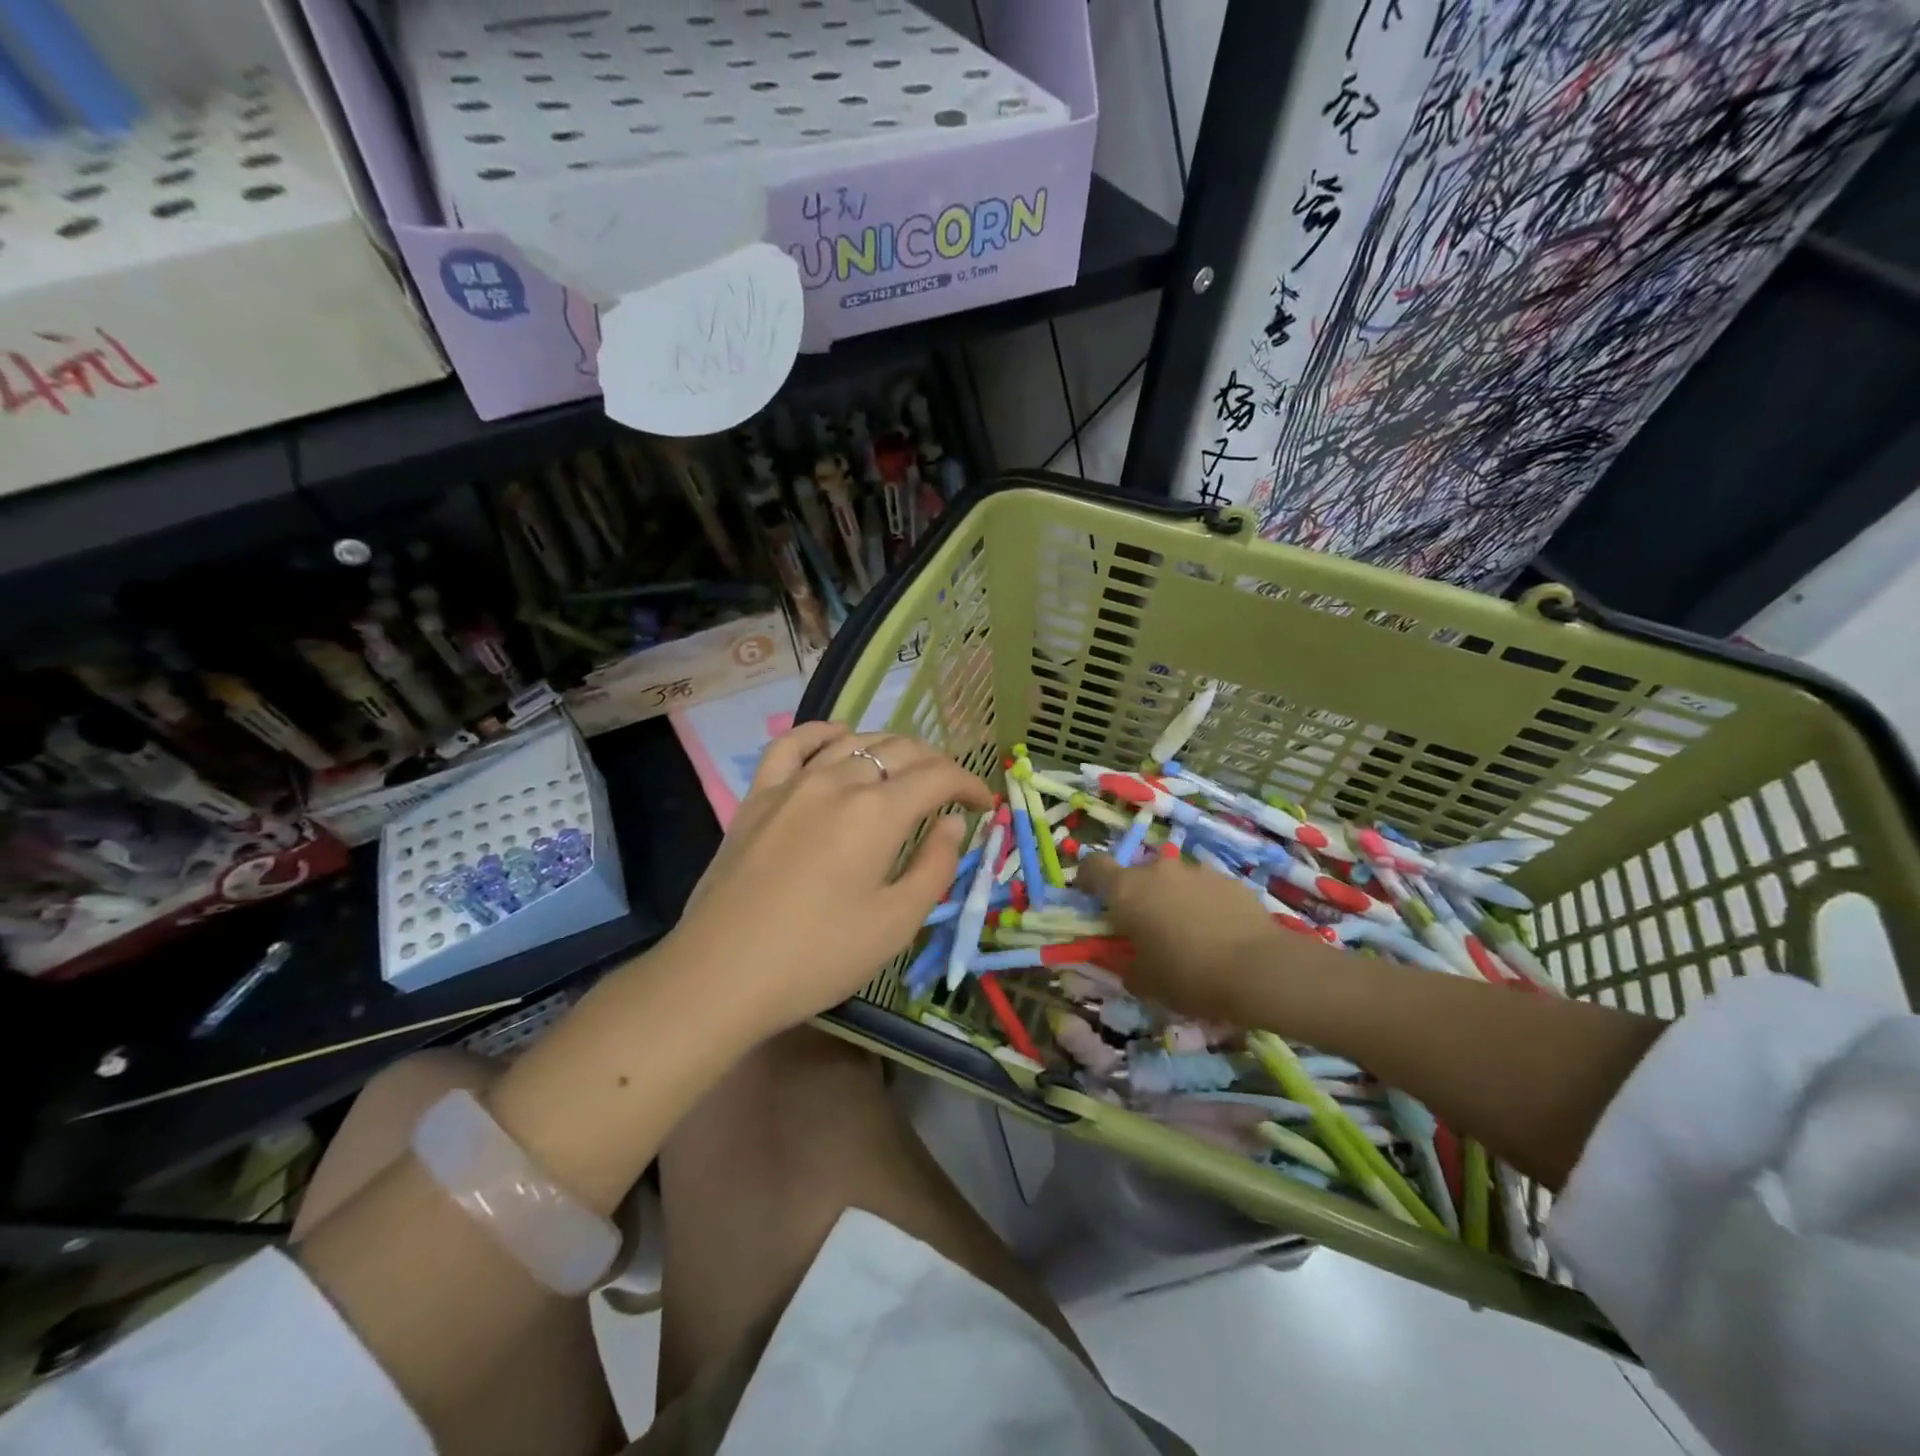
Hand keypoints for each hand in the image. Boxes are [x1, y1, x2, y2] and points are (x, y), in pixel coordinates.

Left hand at [672, 723, 993, 1036]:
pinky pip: (792, 744)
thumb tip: (952, 823)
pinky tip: (838, 736)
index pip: (938, 776)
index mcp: (878, 812)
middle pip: (900, 751)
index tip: (984, 803)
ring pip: (853, 742)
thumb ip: (934, 866)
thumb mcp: (895, 924)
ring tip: (906, 770)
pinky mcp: (758, 796)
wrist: (720, 974)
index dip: (969, 783)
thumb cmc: (818, 956)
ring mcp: (793, 783)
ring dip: (890, 749)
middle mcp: (839, 781)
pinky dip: (823, 733)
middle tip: (950, 793)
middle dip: (936, 765)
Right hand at [1077, 853, 1290, 1023]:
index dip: (1087, 880)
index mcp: (1126, 890)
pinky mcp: (1228, 879)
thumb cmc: (1189, 976)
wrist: (1261, 969)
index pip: (1092, 866)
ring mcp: (1195, 870)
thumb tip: (1124, 960)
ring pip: (1172, 880)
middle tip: (1147, 930)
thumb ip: (1124, 965)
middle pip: (1136, 875)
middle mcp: (1158, 870)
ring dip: (1171, 899)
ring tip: (1189, 935)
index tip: (1091, 901)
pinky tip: (1218, 934)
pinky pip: (1203, 888)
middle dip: (1137, 897)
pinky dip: (1202, 904)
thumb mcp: (1144, 982)